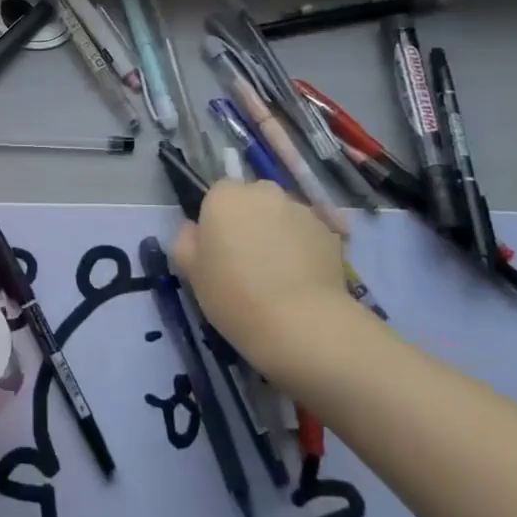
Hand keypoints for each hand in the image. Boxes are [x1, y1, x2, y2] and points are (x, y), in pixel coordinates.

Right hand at [172, 180, 368, 376]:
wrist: (299, 323)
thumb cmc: (233, 294)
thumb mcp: (191, 271)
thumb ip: (186, 240)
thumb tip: (194, 229)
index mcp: (225, 197)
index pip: (218, 194)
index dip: (218, 220)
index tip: (219, 248)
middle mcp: (264, 193)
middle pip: (254, 200)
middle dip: (251, 220)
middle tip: (248, 259)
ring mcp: (301, 210)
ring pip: (283, 216)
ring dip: (279, 233)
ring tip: (279, 274)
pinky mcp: (330, 233)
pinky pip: (308, 235)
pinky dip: (304, 249)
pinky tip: (302, 281)